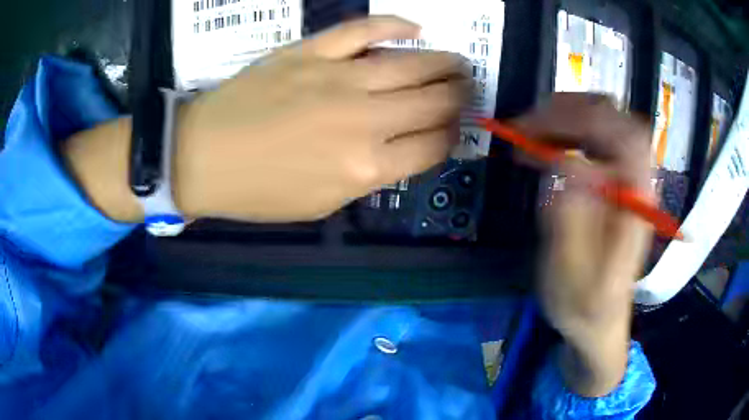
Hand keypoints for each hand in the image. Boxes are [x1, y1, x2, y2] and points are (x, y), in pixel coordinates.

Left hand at [174, 16, 469, 221]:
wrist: (203, 157)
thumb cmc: (259, 191)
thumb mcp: (322, 203)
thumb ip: (369, 176)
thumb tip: (400, 148)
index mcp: (367, 169)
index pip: (434, 146)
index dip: (453, 136)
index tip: (455, 128)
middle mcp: (365, 121)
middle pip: (435, 102)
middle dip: (460, 97)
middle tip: (467, 90)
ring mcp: (339, 79)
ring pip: (412, 63)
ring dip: (445, 63)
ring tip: (457, 62)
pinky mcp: (312, 51)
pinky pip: (364, 30)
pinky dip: (394, 24)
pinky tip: (414, 27)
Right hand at [514, 94, 653, 395]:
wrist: (599, 323)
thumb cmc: (585, 307)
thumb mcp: (573, 274)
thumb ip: (573, 219)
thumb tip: (568, 162)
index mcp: (637, 201)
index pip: (622, 134)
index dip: (580, 119)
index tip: (535, 130)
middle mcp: (637, 180)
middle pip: (613, 117)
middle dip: (566, 111)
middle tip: (525, 126)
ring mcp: (626, 177)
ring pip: (602, 121)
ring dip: (563, 118)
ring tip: (527, 134)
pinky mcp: (613, 181)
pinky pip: (593, 139)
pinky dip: (564, 133)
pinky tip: (542, 148)